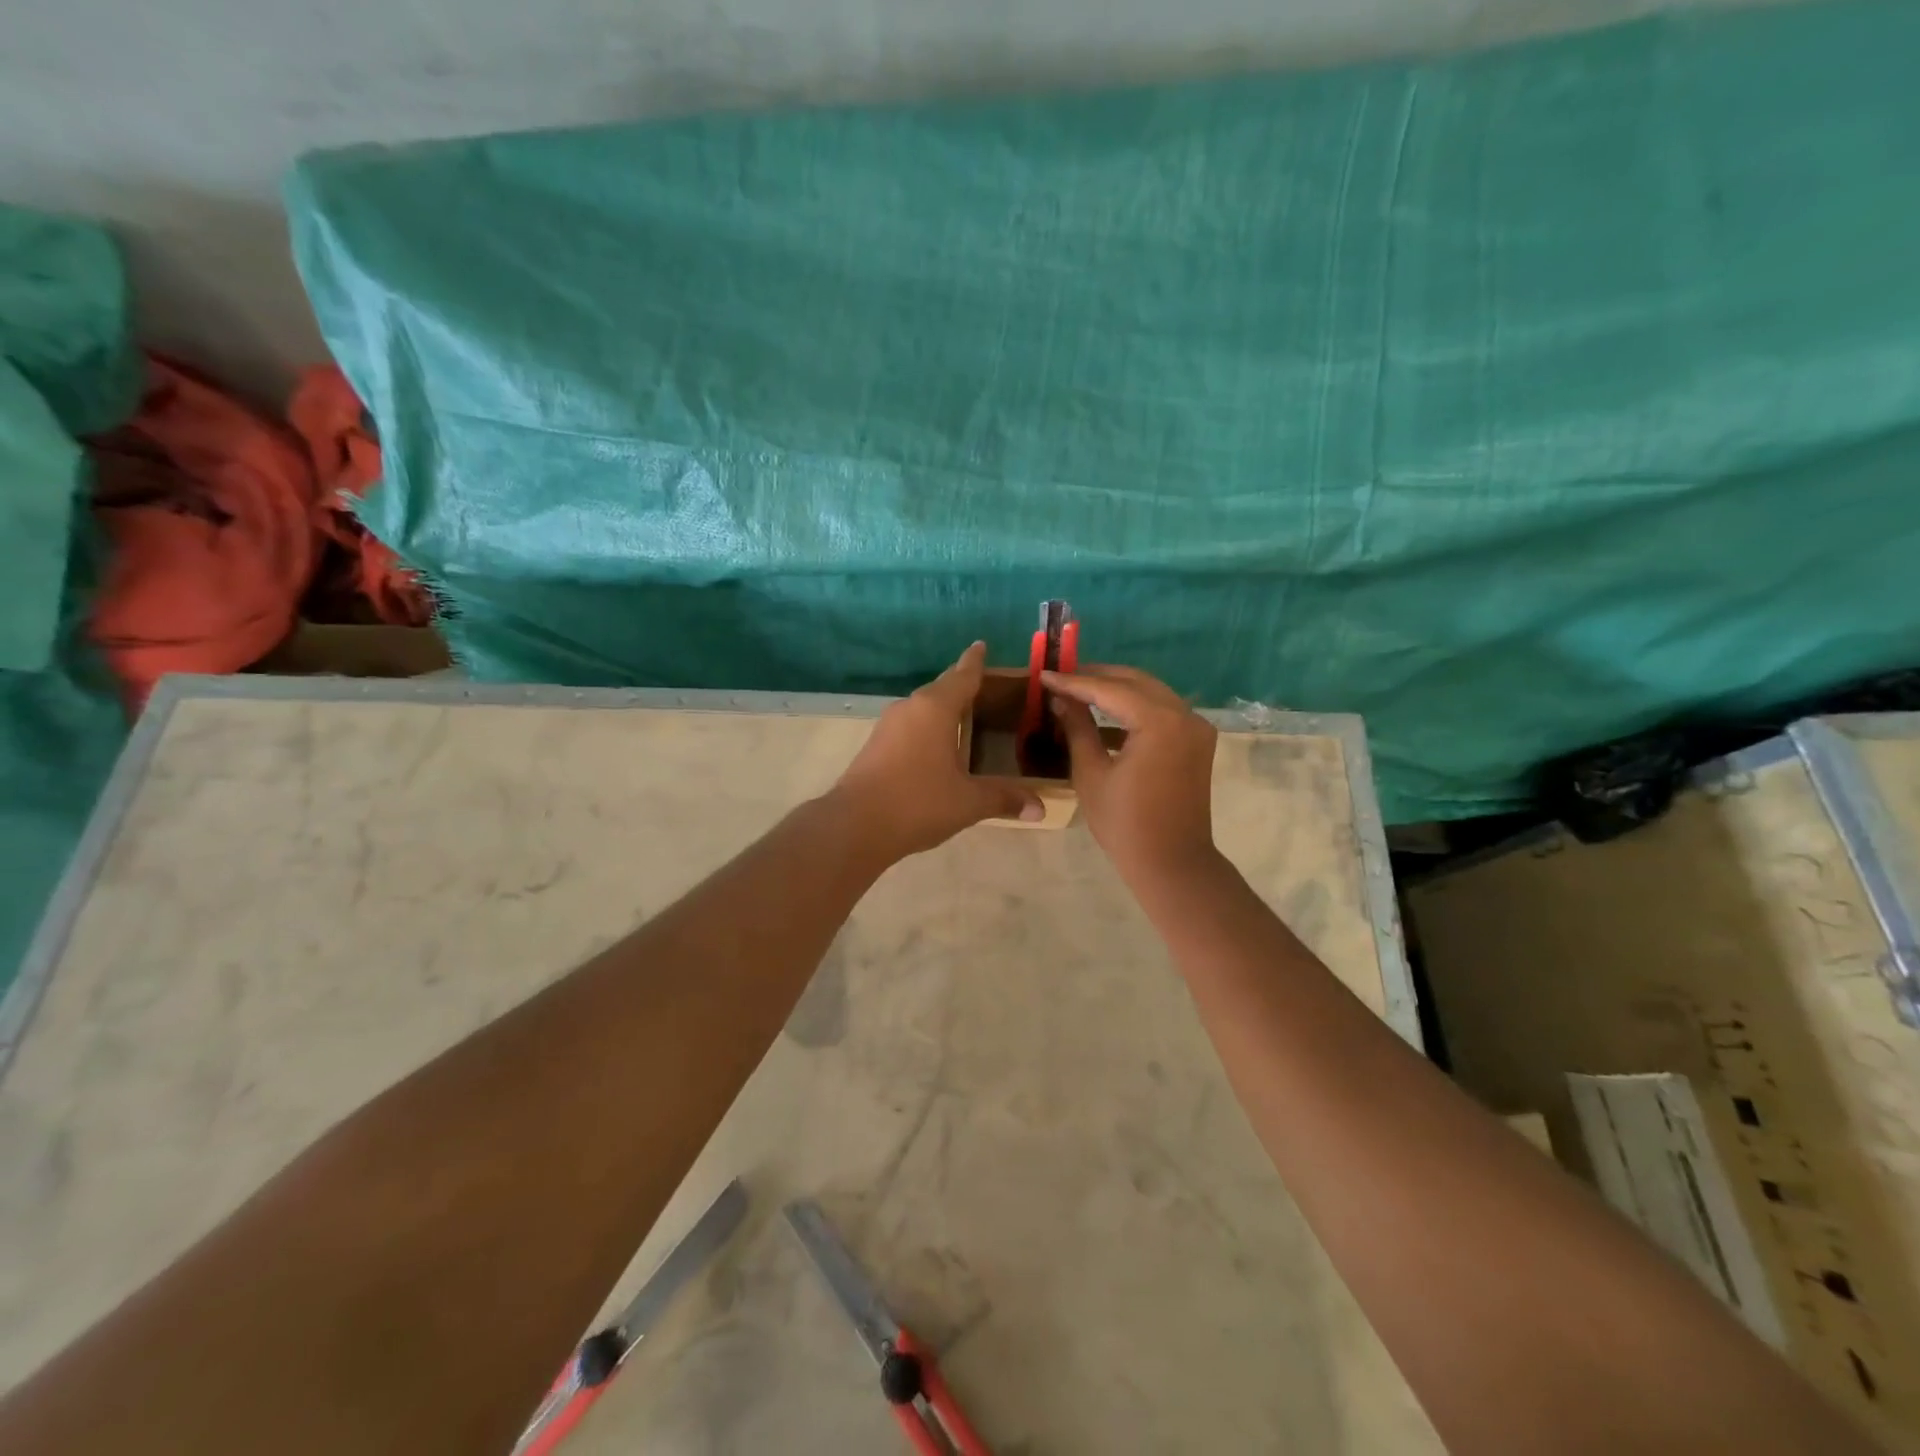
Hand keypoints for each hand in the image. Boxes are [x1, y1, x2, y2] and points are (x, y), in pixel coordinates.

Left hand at [832, 643, 1044, 859]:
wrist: (855, 825)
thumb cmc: (917, 802)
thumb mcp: (968, 802)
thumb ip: (1003, 799)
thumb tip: (1040, 809)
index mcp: (936, 708)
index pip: (962, 676)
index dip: (975, 661)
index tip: (981, 644)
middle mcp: (911, 708)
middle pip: (941, 688)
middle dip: (962, 684)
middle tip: (985, 685)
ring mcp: (889, 726)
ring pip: (923, 707)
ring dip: (943, 707)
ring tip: (965, 714)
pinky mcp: (876, 745)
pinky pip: (911, 724)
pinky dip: (929, 726)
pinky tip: (938, 744)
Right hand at [1042, 665, 1219, 886]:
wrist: (1172, 864)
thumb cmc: (1125, 824)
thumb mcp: (1091, 773)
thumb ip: (1077, 728)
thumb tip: (1060, 699)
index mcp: (1159, 721)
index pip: (1110, 689)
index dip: (1074, 682)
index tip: (1044, 675)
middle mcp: (1185, 714)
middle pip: (1135, 682)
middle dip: (1097, 677)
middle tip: (1061, 678)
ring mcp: (1196, 727)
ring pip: (1151, 693)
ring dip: (1116, 690)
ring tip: (1078, 692)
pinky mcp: (1197, 742)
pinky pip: (1162, 711)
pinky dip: (1135, 708)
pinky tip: (1105, 716)